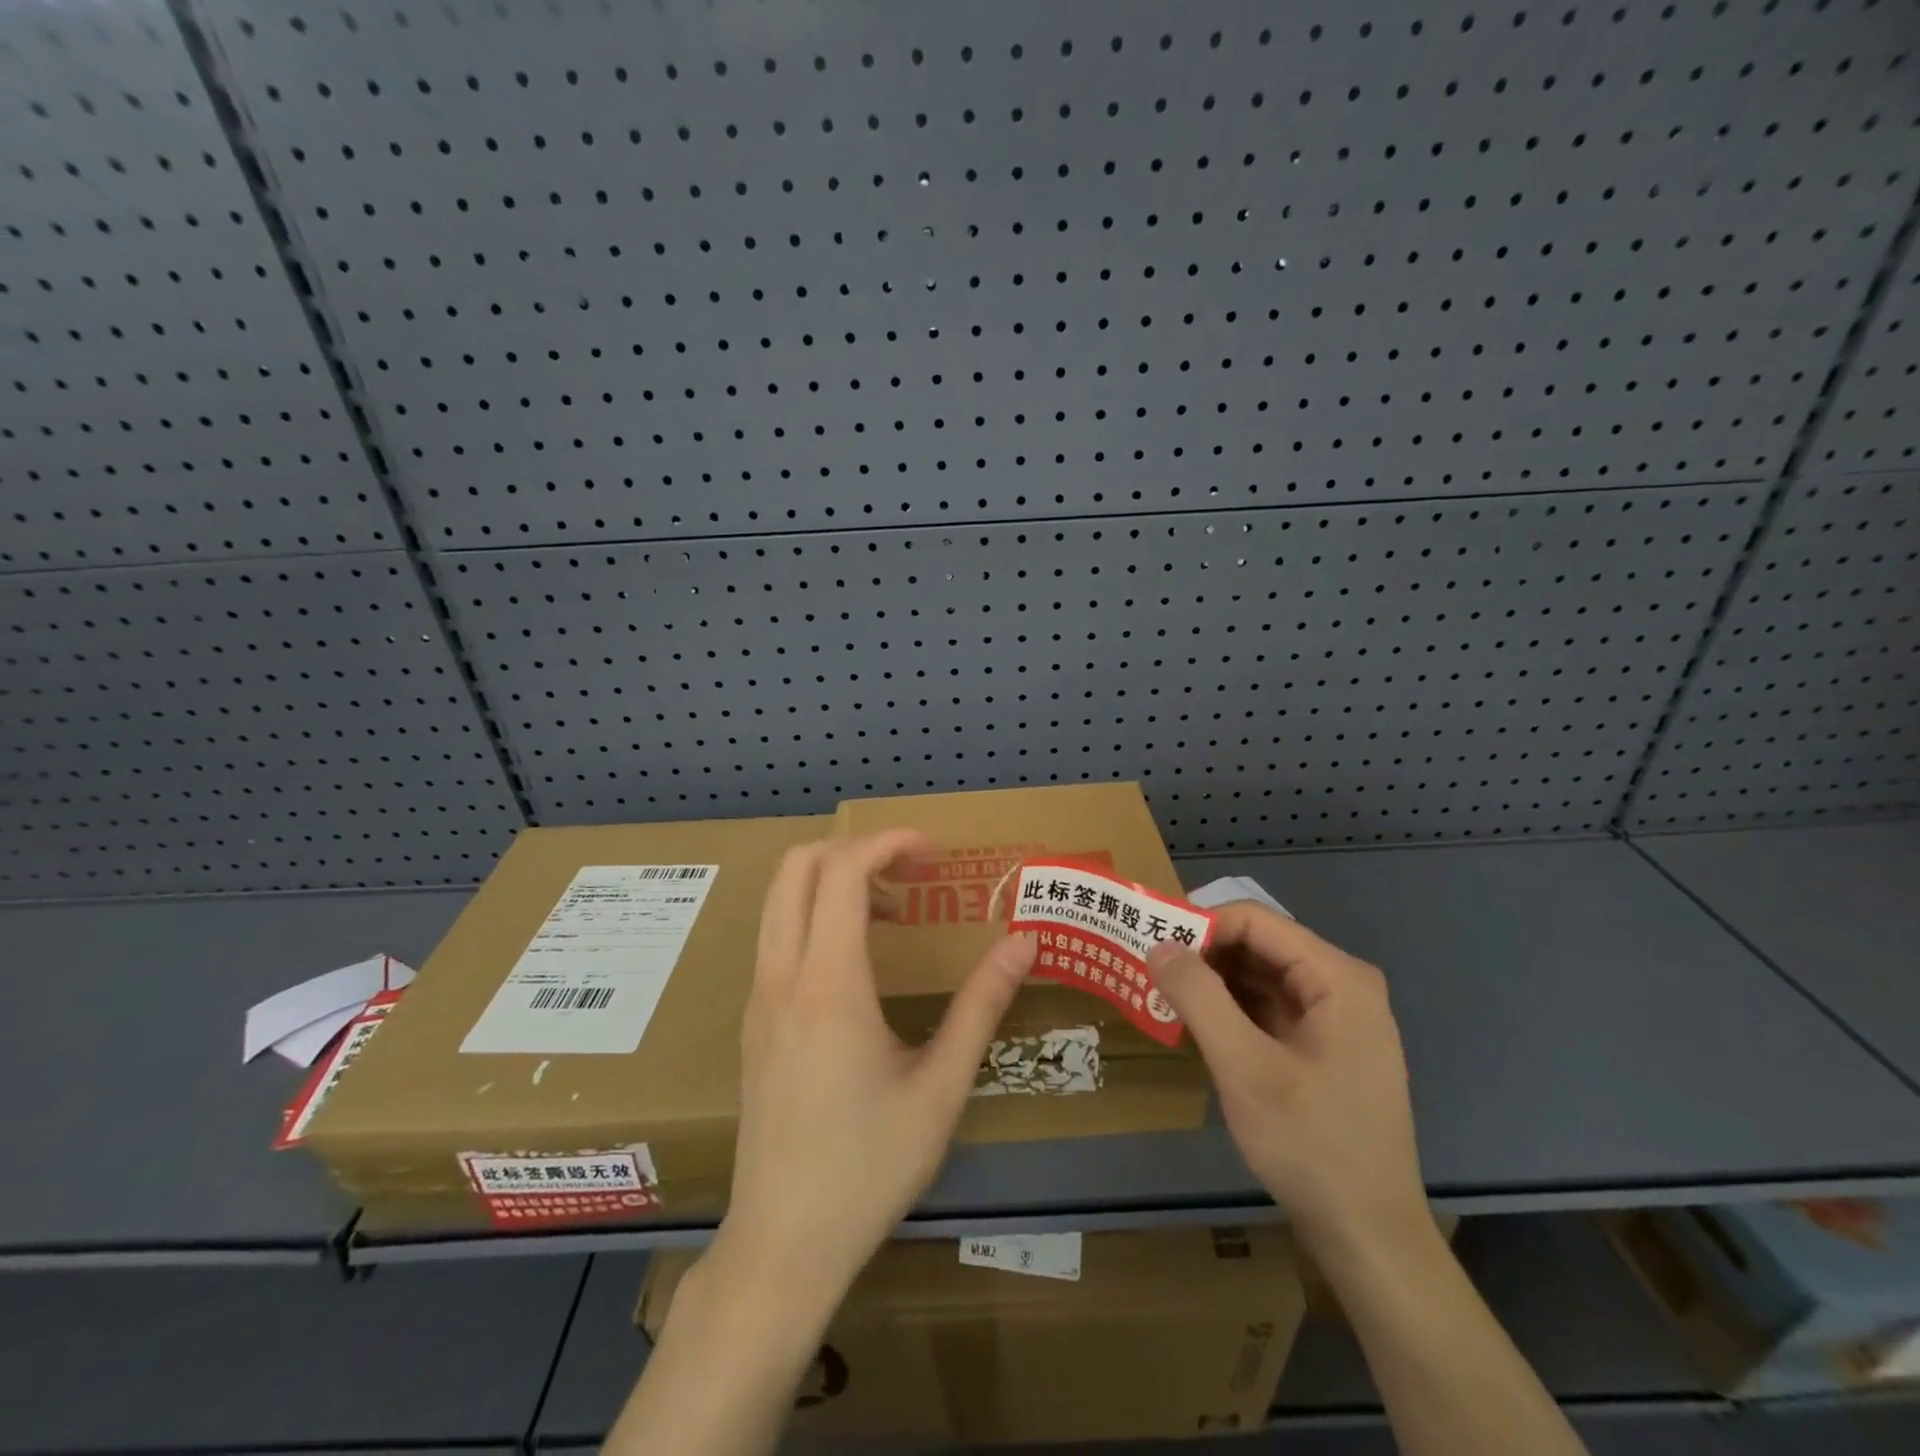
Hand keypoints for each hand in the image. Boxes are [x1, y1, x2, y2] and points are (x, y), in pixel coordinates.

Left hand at [710, 829, 1036, 1322]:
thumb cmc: (869, 1168)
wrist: (782, 1245)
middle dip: (857, 849)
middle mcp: (782, 976)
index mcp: (828, 985)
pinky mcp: (754, 1019)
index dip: (888, 843)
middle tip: (913, 873)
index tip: (934, 854)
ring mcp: (759, 997)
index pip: (842, 871)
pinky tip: (861, 958)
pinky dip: (817, 914)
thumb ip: (982, 1006)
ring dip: (834, 880)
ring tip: (894, 910)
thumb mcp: (941, 1088)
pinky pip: (779, 935)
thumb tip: (1024, 943)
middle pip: (798, 866)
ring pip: (781, 899)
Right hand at [1146, 903, 1427, 1259]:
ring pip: (1260, 974)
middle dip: (1202, 951)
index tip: (1150, 943)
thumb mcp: (1245, 1067)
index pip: (1254, 920)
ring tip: (1162, 992)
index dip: (1199, 923)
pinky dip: (1229, 1008)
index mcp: (1338, 977)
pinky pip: (1268, 1006)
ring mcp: (1336, 1017)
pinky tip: (1196, 1023)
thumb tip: (1157, 943)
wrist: (1369, 1238)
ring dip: (1212, 980)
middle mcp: (1342, 985)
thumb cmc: (1311, 1145)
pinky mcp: (1324, 1045)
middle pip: (1258, 943)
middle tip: (1148, 968)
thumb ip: (1199, 997)